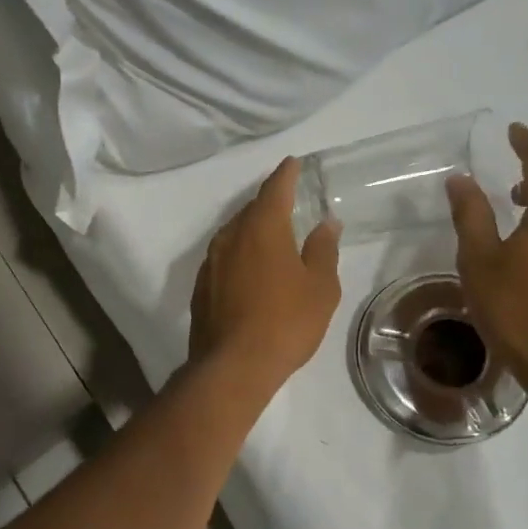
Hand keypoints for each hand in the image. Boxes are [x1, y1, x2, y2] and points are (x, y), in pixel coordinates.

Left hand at [189, 157, 341, 389]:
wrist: (233, 366)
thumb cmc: (286, 322)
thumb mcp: (320, 287)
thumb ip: (323, 250)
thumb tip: (326, 223)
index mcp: (262, 228)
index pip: (275, 189)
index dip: (285, 174)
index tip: (292, 163)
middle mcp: (230, 236)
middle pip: (251, 210)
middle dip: (269, 203)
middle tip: (288, 202)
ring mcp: (211, 262)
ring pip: (234, 234)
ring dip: (253, 229)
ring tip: (272, 236)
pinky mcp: (201, 286)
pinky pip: (224, 258)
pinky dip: (240, 254)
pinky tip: (251, 269)